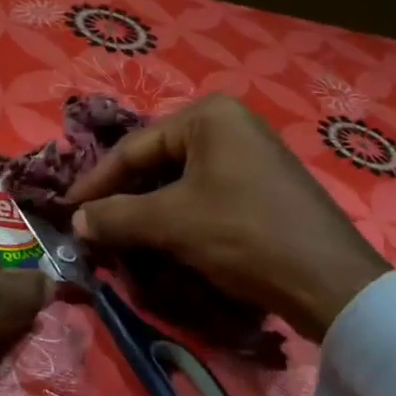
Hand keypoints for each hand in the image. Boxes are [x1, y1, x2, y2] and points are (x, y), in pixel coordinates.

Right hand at [66, 95, 388, 341]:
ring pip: (180, 181)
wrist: (329, 280)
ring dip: (148, 211)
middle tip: (93, 227)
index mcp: (208, 116)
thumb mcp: (172, 222)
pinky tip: (162, 241)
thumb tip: (75, 222)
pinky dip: (178, 217)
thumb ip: (116, 216)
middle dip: (123, 198)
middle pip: (157, 161)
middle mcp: (230, 124)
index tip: (67, 210)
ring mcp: (249, 154)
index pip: (134, 147)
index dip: (96, 182)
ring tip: (121, 239)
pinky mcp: (261, 185)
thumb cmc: (243, 234)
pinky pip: (205, 194)